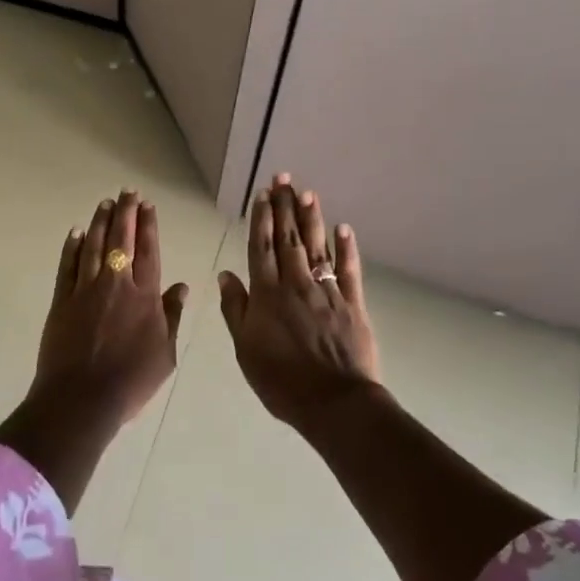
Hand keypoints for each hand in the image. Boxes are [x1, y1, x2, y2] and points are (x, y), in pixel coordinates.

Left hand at [32, 189, 188, 424]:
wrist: (82, 399)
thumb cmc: (131, 381)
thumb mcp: (165, 354)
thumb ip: (171, 317)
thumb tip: (181, 287)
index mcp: (144, 296)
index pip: (149, 251)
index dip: (148, 226)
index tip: (147, 205)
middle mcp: (115, 284)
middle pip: (121, 240)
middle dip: (125, 213)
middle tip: (127, 192)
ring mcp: (85, 290)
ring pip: (92, 246)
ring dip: (99, 222)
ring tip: (105, 203)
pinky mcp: (62, 301)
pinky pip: (67, 266)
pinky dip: (72, 247)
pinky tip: (75, 233)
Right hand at [218, 173, 380, 431]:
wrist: (333, 402)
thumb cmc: (281, 380)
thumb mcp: (245, 349)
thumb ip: (236, 309)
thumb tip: (226, 274)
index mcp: (267, 294)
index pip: (262, 247)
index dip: (261, 219)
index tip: (263, 194)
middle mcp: (296, 283)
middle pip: (289, 238)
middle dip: (285, 206)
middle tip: (284, 178)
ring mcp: (327, 291)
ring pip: (317, 247)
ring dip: (312, 218)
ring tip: (307, 192)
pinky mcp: (353, 303)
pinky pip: (349, 269)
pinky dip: (346, 248)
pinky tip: (344, 228)